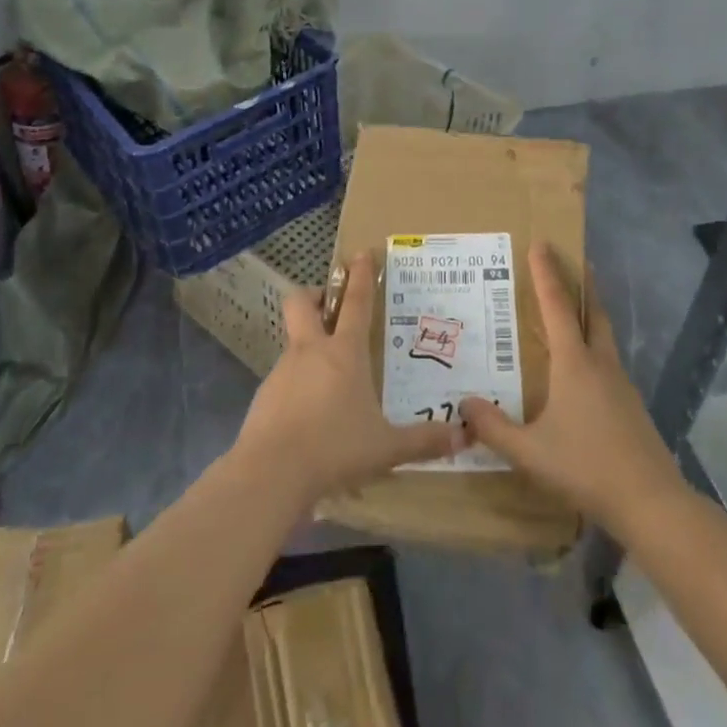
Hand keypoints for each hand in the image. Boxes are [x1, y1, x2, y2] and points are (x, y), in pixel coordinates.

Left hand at [234, 256, 463, 510]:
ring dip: (308, 347)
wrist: (271, 473)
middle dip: (315, 295)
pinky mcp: (264, 396)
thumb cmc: (335, 448)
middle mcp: (310, 352)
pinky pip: (283, 379)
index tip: (361, 253)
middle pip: (302, 302)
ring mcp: (282, 371)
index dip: (360, 275)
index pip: (355, 302)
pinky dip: (297, 386)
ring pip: (293, 341)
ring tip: (328, 380)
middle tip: (329, 307)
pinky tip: (309, 416)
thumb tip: (462, 438)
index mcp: (344, 353)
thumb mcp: (386, 448)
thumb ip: (423, 442)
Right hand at [460, 245, 683, 532]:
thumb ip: (494, 428)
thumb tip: (464, 404)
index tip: (541, 243)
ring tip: (576, 308)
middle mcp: (600, 363)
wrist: (652, 503)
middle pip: (592, 310)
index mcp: (574, 363)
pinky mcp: (632, 405)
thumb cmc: (586, 467)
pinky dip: (596, 345)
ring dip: (591, 312)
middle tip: (574, 260)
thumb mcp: (530, 452)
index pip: (556, 306)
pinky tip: (586, 367)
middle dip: (582, 283)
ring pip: (604, 334)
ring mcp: (621, 384)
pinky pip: (609, 360)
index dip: (546, 273)